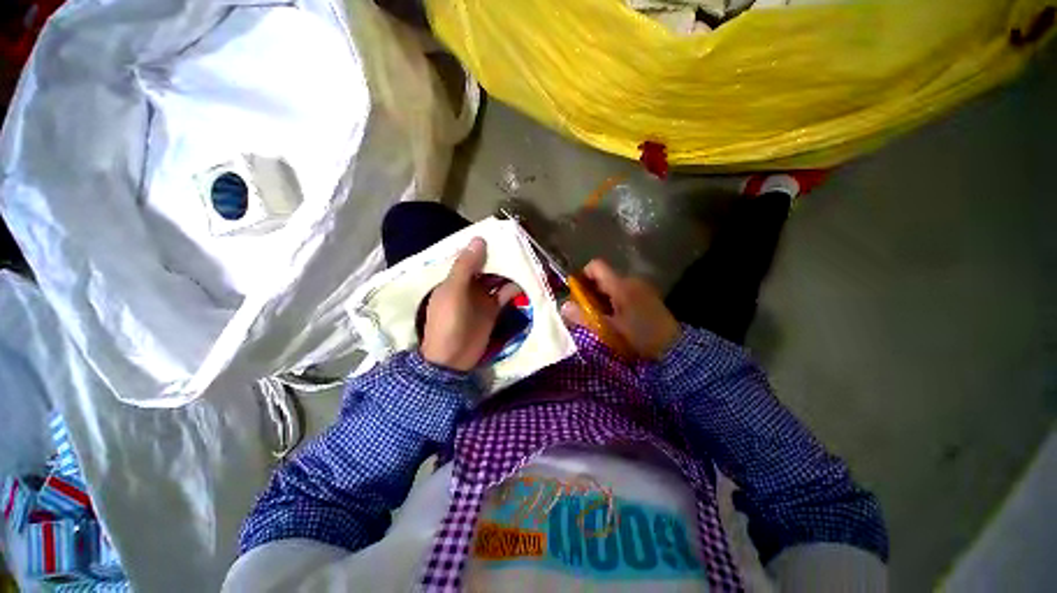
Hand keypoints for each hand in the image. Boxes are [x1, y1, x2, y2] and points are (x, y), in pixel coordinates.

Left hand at [421, 238, 519, 371]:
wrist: (453, 359)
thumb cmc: (447, 323)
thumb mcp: (453, 292)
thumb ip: (465, 267)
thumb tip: (479, 240)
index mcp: (454, 278)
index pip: (470, 256)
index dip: (483, 246)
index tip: (500, 234)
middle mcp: (469, 284)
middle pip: (486, 266)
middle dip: (500, 256)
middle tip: (519, 244)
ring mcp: (482, 297)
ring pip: (498, 278)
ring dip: (510, 270)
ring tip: (527, 258)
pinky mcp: (493, 309)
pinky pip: (505, 294)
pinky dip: (515, 287)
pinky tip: (527, 280)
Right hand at [562, 259, 680, 359]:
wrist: (674, 348)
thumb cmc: (638, 336)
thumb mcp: (608, 329)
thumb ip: (584, 316)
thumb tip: (563, 306)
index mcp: (620, 285)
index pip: (596, 266)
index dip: (582, 275)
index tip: (576, 293)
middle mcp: (631, 280)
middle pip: (603, 277)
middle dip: (590, 291)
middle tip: (586, 311)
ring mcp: (641, 288)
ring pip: (613, 286)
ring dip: (602, 298)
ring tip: (601, 318)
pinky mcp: (648, 297)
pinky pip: (624, 293)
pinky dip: (614, 301)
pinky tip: (617, 319)